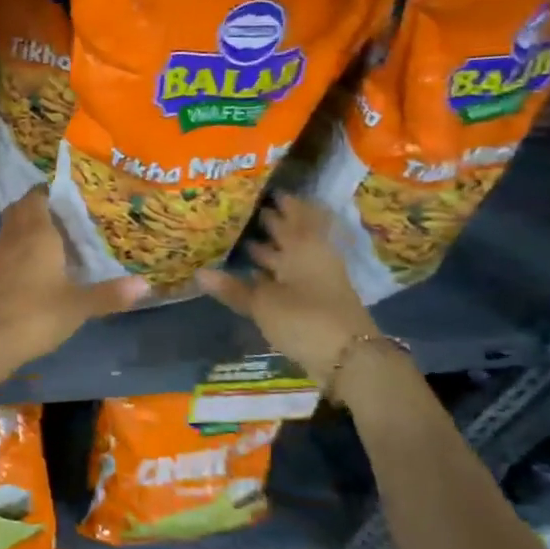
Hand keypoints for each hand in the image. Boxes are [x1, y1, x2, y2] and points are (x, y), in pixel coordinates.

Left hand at [0, 190, 148, 369]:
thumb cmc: (36, 314)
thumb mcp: (78, 306)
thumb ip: (110, 294)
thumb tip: (146, 284)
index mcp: (37, 233)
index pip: (37, 197)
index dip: (49, 192)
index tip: (69, 195)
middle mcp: (13, 237)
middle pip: (20, 209)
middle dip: (38, 207)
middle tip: (64, 216)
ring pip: (10, 230)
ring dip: (26, 229)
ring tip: (53, 241)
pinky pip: (5, 251)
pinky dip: (18, 251)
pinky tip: (34, 269)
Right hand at [196, 194, 379, 380]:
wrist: (351, 358)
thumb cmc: (305, 319)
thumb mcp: (263, 304)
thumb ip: (233, 288)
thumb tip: (199, 272)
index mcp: (303, 246)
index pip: (293, 213)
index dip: (281, 202)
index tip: (263, 189)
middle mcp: (313, 256)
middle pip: (294, 233)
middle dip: (274, 222)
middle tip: (247, 210)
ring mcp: (318, 279)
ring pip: (292, 256)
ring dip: (272, 249)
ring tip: (245, 240)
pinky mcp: (317, 301)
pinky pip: (292, 276)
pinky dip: (275, 272)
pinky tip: (256, 275)